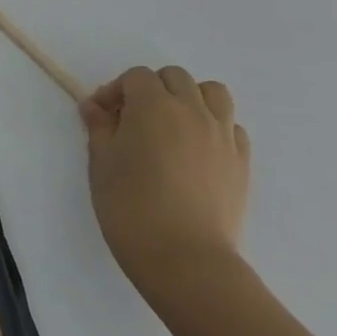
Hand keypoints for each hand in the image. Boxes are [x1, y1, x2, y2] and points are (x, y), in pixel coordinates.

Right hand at [80, 66, 249, 301]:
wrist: (185, 258)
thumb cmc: (130, 206)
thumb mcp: (101, 162)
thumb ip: (99, 127)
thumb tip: (95, 107)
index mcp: (154, 106)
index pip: (136, 77)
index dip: (115, 91)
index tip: (101, 115)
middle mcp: (192, 111)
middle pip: (175, 77)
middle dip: (152, 89)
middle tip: (133, 119)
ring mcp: (222, 135)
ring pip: (212, 93)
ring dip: (190, 99)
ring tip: (172, 126)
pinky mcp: (241, 161)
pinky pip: (231, 126)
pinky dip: (213, 126)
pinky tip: (195, 151)